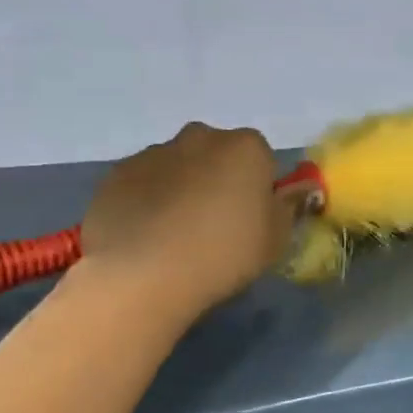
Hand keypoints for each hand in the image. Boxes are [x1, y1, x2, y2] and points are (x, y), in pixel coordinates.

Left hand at [76, 121, 295, 321]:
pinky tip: (147, 236)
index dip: (258, 188)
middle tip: (215, 225)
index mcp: (245, 147)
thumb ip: (288, 207)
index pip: (261, 158)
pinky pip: (142, 183)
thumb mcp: (276, 239)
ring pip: (177, 166)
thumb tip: (297, 190)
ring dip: (181, 188)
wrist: (144, 274)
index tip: (251, 219)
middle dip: (217, 179)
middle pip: (217, 154)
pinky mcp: (116, 174)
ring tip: (176, 235)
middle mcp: (200, 137)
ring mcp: (153, 153)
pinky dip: (147, 201)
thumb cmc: (225, 253)